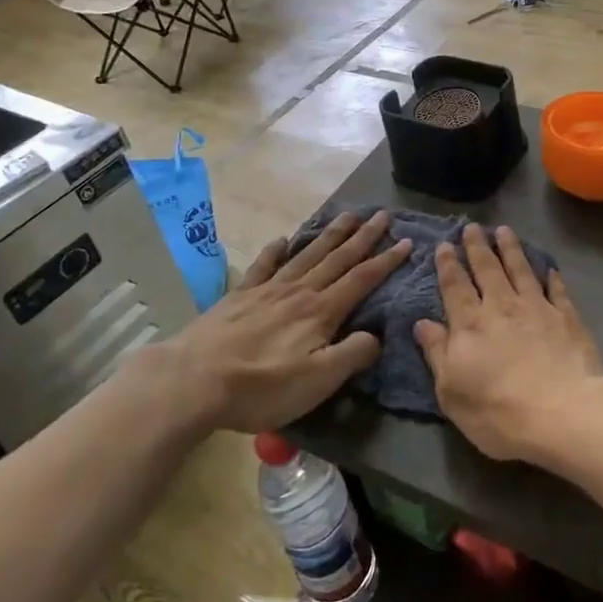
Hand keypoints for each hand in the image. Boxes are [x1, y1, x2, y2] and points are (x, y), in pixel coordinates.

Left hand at [156, 211, 410, 433]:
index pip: (361, 279)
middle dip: (363, 237)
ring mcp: (267, 290)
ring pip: (307, 254)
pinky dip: (275, 251)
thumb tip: (377, 335)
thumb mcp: (318, 381)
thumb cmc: (262, 386)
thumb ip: (352, 354)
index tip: (407, 242)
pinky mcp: (240, 296)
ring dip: (330, 235)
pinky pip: (264, 266)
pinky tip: (281, 239)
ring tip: (347, 215)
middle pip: (337, 258)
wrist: (195, 379)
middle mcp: (299, 291)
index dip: (386, 261)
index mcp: (321, 311)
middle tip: (382, 215)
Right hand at [413, 224, 602, 463]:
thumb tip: (422, 323)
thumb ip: (437, 353)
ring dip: (511, 249)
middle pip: (487, 269)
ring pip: (521, 269)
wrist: (564, 412)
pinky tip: (549, 268)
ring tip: (504, 230)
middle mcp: (502, 306)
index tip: (443, 244)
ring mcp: (537, 308)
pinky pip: (557, 290)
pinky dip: (551, 277)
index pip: (455, 286)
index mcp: (470, 323)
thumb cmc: (498, 410)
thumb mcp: (452, 391)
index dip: (448, 264)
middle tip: (472, 227)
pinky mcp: (567, 318)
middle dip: (477, 246)